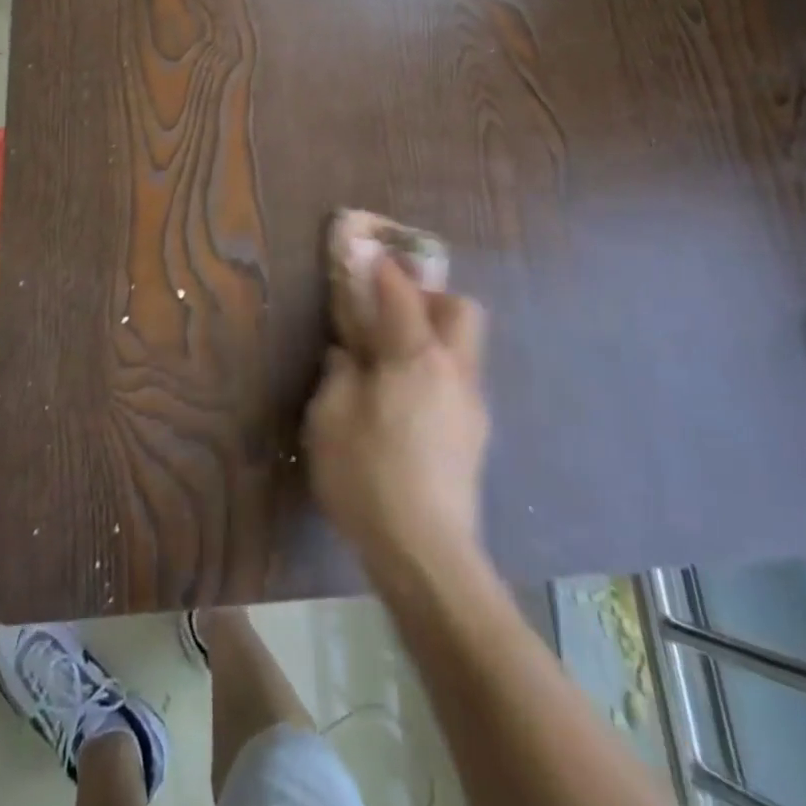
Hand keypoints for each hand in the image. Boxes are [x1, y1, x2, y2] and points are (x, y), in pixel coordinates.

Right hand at [304, 258, 488, 581]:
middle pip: (460, 309)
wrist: (427, 555)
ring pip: (464, 347)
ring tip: (393, 357)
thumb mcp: (330, 419)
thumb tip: (349, 353)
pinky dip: (436, 370)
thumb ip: (340, 373)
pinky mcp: (475, 436)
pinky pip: (458, 380)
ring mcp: (472, 405)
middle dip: (429, 296)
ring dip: (434, 334)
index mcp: (416, 356)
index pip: (401, 293)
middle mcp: (454, 370)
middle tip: (391, 309)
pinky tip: (405, 400)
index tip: (367, 250)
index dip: (382, 267)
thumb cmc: (368, 477)